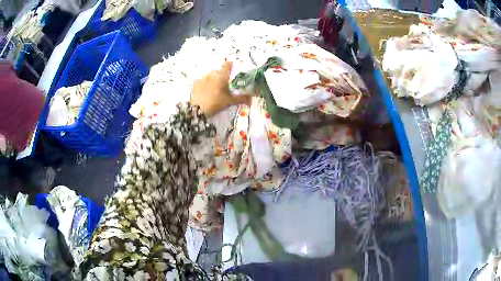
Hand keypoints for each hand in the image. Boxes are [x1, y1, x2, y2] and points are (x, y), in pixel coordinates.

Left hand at [191, 61, 250, 116]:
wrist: (198, 109)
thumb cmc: (216, 103)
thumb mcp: (230, 101)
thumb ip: (241, 98)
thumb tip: (252, 99)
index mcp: (222, 77)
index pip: (227, 65)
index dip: (230, 64)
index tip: (231, 64)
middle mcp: (212, 74)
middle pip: (217, 71)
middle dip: (220, 75)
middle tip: (222, 82)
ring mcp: (202, 78)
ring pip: (208, 75)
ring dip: (211, 78)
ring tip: (212, 87)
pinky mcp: (195, 84)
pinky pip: (200, 81)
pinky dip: (202, 83)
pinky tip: (203, 89)